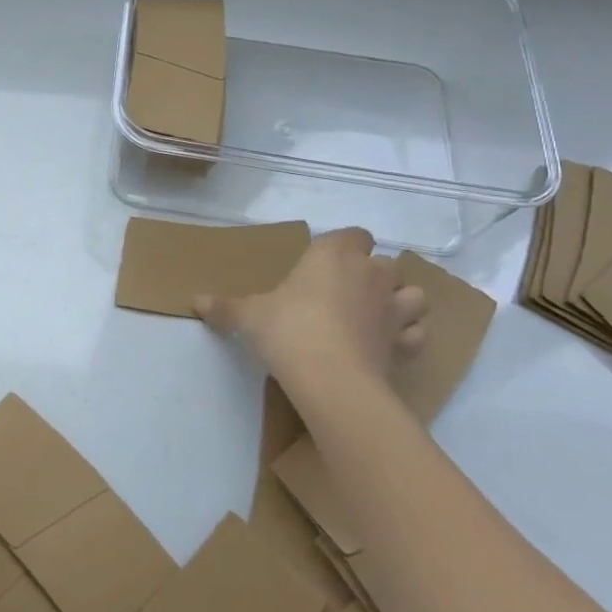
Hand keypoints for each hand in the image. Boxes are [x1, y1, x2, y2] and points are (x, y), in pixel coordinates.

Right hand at [194, 227, 426, 389]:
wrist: (330, 377)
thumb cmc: (287, 329)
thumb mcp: (248, 316)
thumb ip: (226, 307)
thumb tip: (195, 301)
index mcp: (333, 256)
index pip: (353, 234)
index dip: (344, 246)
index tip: (324, 263)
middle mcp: (370, 274)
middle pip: (384, 262)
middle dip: (371, 274)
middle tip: (344, 293)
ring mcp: (393, 309)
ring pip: (414, 294)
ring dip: (401, 301)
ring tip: (378, 315)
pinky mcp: (405, 344)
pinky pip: (417, 333)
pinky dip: (408, 337)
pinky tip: (389, 346)